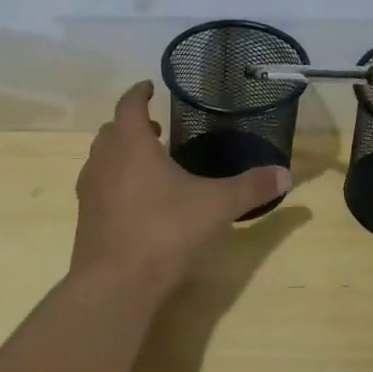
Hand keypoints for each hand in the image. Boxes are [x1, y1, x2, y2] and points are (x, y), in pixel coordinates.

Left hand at [71, 81, 291, 289]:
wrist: (116, 284)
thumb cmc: (166, 231)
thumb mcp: (217, 206)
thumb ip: (250, 187)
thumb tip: (286, 174)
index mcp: (131, 144)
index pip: (129, 105)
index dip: (139, 93)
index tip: (149, 87)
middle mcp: (104, 160)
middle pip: (112, 130)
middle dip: (133, 125)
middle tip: (157, 129)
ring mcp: (90, 191)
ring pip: (102, 159)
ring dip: (122, 154)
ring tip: (150, 165)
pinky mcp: (86, 220)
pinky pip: (99, 188)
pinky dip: (115, 183)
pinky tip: (138, 203)